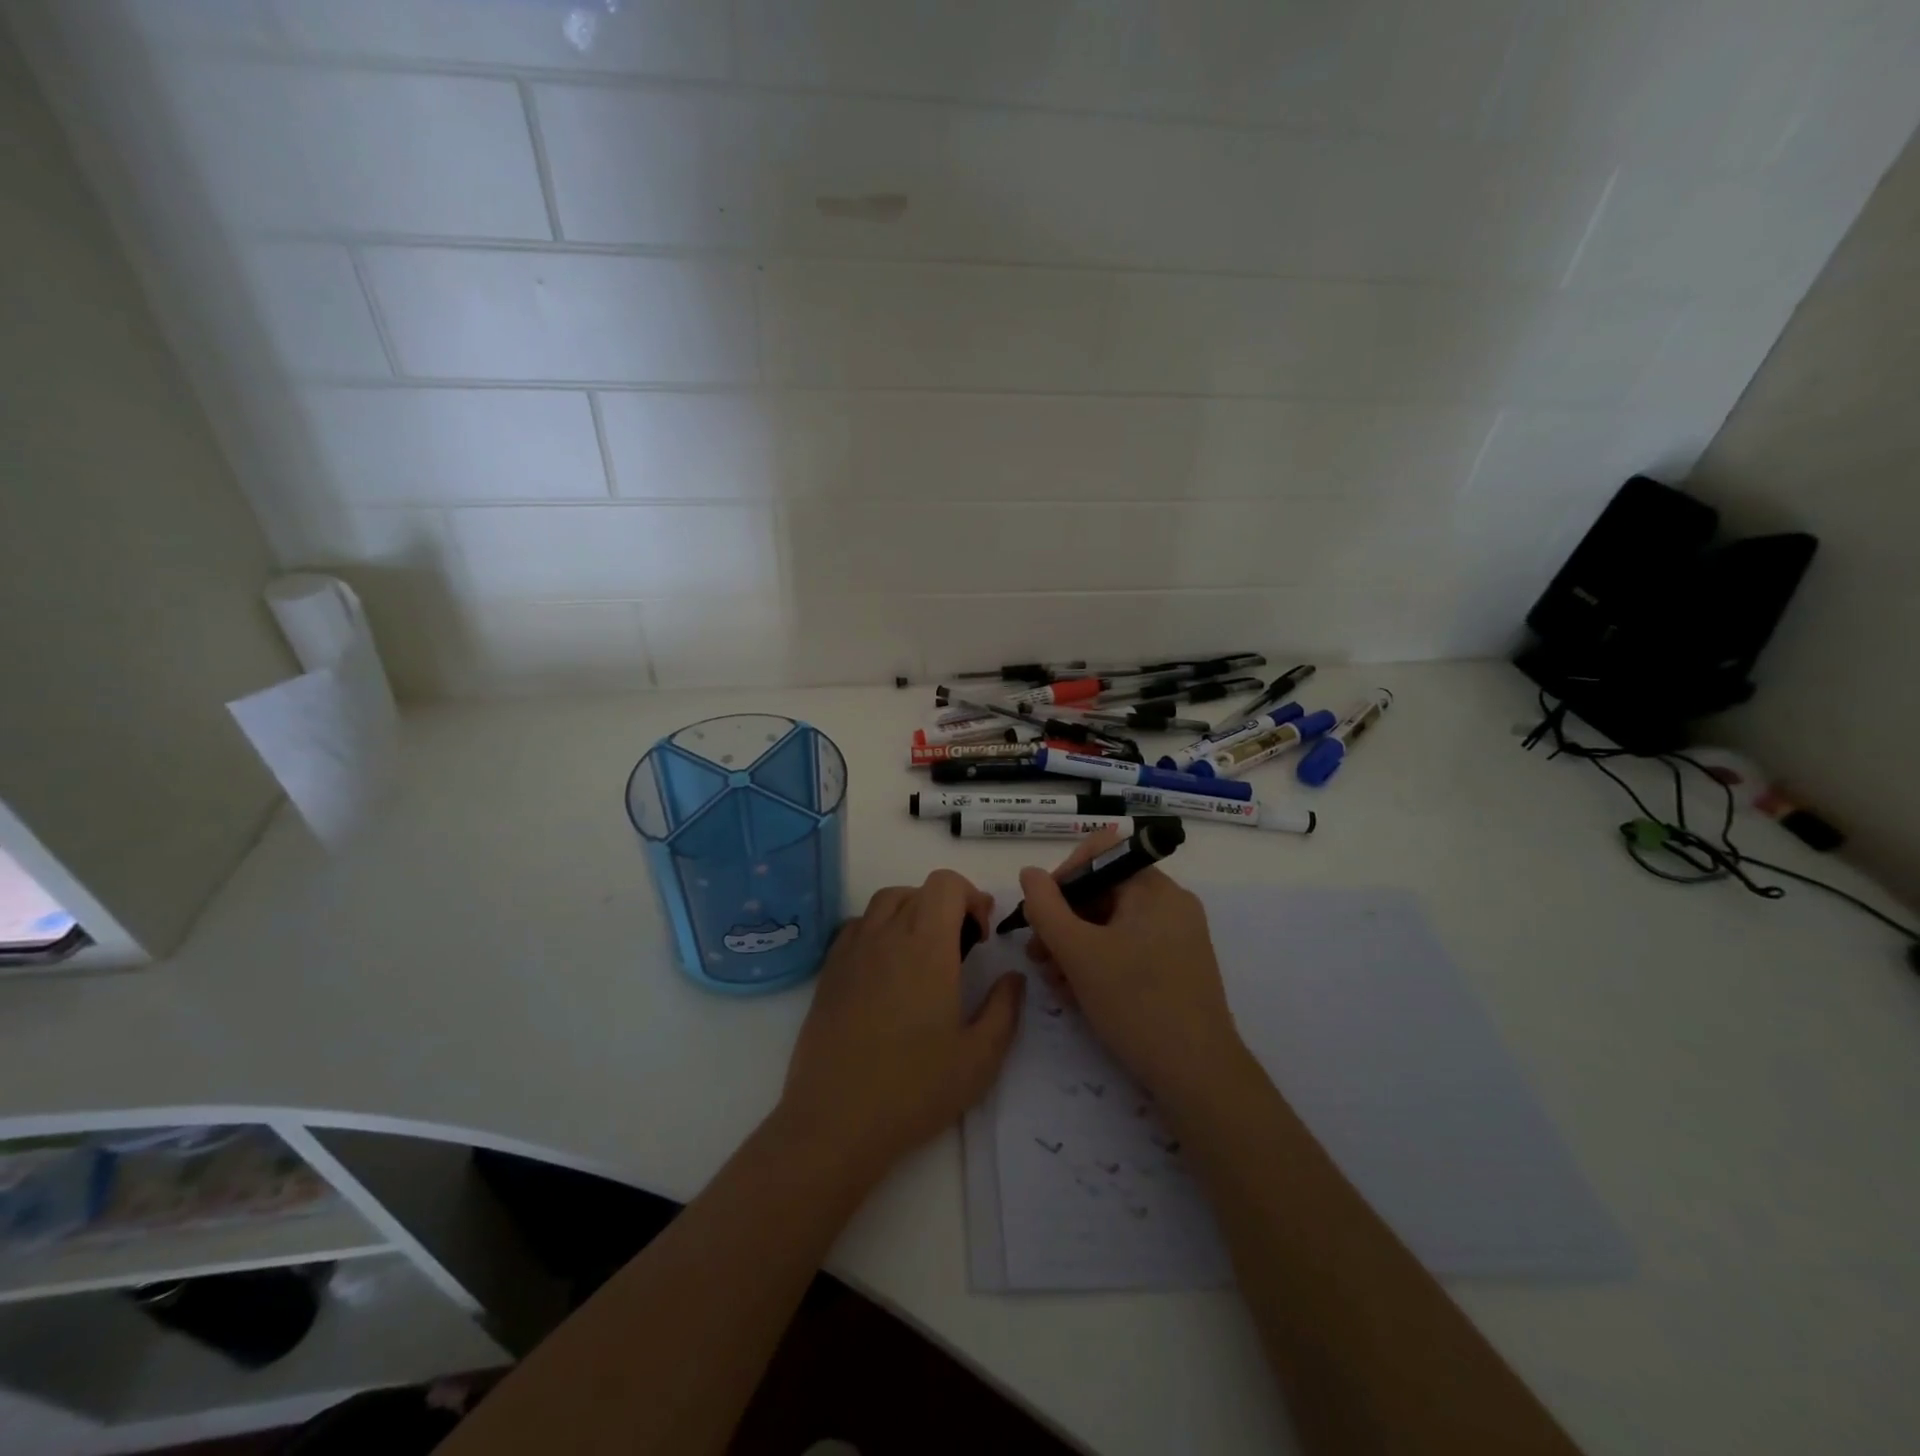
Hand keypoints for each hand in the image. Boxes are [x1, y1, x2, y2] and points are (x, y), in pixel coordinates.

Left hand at [778, 870, 1025, 1177]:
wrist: (836, 1120)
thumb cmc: (915, 1088)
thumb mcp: (980, 1057)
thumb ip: (1005, 1008)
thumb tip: (1013, 977)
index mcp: (926, 945)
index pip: (946, 884)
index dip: (970, 897)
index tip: (980, 936)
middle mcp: (886, 935)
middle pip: (918, 890)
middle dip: (946, 906)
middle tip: (961, 948)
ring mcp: (852, 950)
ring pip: (885, 902)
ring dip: (911, 912)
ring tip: (924, 954)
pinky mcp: (829, 971)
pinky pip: (857, 927)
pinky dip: (879, 930)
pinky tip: (887, 970)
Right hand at [1018, 829, 1245, 1104]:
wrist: (1198, 1077)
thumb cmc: (1136, 1003)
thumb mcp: (1078, 953)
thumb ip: (1045, 907)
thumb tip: (1029, 873)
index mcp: (1154, 888)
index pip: (1099, 855)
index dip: (1062, 877)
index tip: (1040, 914)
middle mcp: (1170, 904)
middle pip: (1103, 892)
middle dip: (1063, 920)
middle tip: (1037, 955)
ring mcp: (1177, 937)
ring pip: (1111, 924)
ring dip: (1075, 946)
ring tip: (1054, 981)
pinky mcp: (1177, 967)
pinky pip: (1128, 948)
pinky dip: (1099, 962)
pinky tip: (1077, 993)